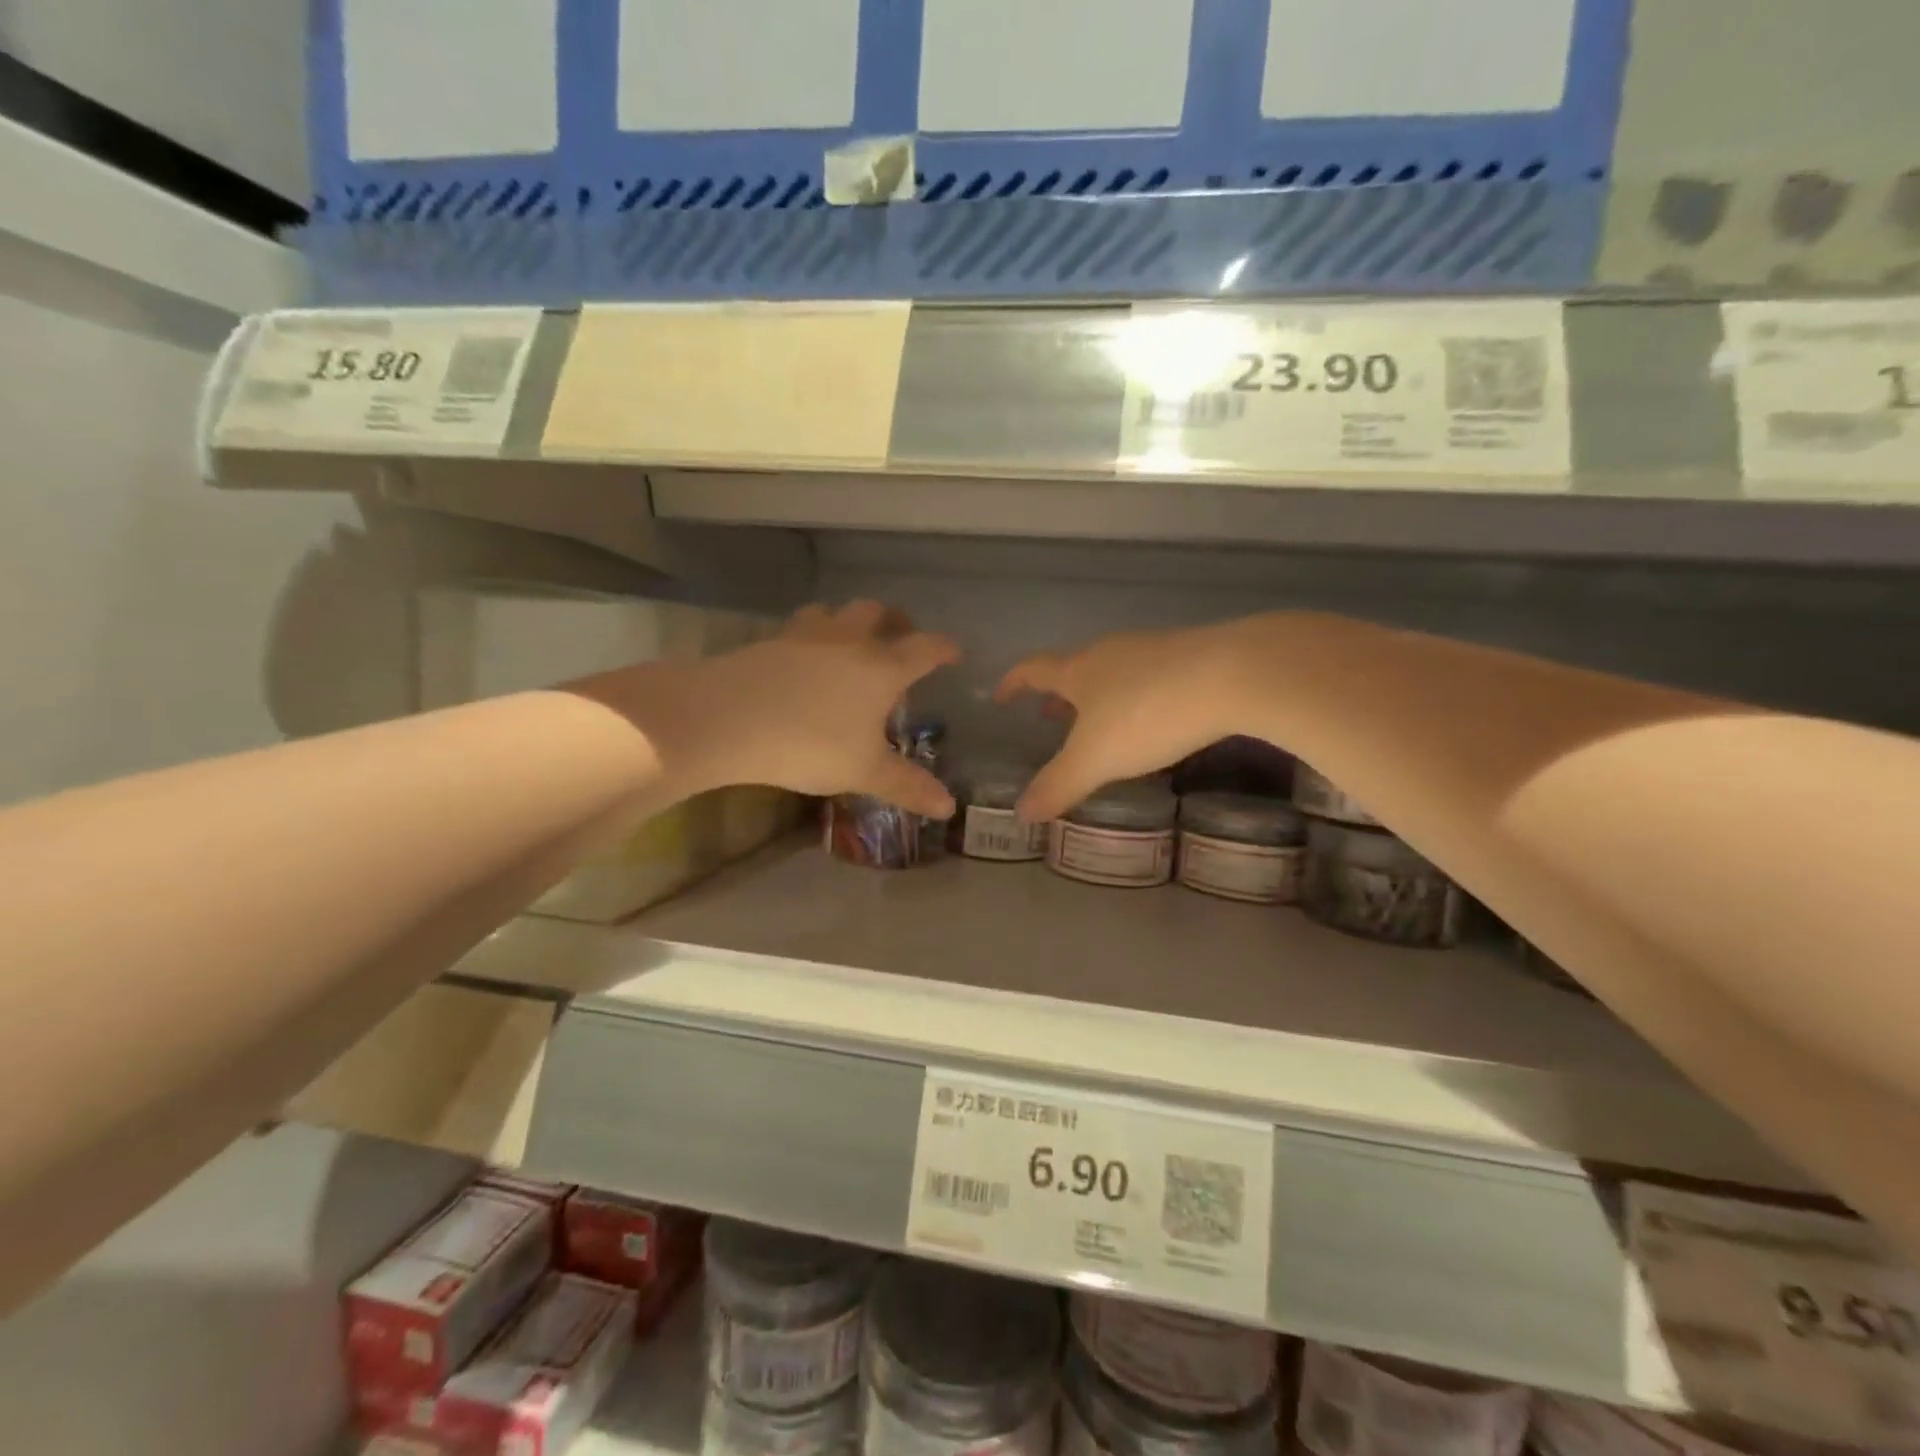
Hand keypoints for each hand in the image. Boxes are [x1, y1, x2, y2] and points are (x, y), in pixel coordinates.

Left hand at [654, 601, 959, 816]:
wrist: (728, 718)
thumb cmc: (810, 744)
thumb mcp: (864, 771)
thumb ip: (907, 785)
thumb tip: (948, 807)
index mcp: (882, 668)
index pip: (925, 648)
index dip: (944, 648)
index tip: (955, 652)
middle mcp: (848, 640)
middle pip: (878, 613)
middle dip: (895, 621)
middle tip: (900, 636)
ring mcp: (805, 635)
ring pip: (835, 612)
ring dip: (849, 620)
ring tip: (850, 639)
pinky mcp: (769, 641)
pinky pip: (799, 627)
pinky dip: (812, 635)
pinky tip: (802, 657)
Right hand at [997, 621, 1256, 820]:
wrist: (1234, 674)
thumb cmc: (1147, 714)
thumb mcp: (1096, 759)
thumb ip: (1058, 785)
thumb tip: (1020, 813)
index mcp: (1080, 671)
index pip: (1033, 670)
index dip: (1014, 682)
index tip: (1000, 695)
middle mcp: (1111, 652)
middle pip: (1076, 668)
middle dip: (1061, 694)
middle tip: (1052, 718)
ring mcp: (1153, 649)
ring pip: (1115, 670)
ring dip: (1100, 695)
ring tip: (1103, 723)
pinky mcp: (1192, 655)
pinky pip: (1151, 676)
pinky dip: (1138, 695)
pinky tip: (1156, 718)